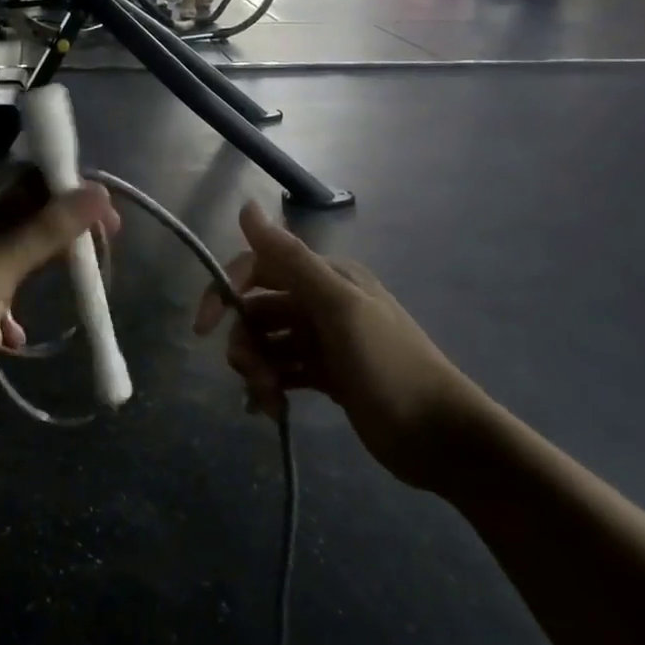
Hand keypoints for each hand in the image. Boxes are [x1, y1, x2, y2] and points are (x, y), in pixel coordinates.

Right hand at [191, 202, 492, 489]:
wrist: (442, 438)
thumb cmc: (390, 367)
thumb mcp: (339, 309)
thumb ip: (291, 259)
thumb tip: (245, 206)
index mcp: (326, 277)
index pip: (257, 269)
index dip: (224, 293)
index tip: (203, 328)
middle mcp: (321, 301)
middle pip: (257, 311)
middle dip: (245, 344)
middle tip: (253, 378)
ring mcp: (323, 340)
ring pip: (267, 344)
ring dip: (257, 370)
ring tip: (268, 401)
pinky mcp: (325, 374)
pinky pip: (281, 371)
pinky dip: (270, 388)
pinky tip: (271, 411)